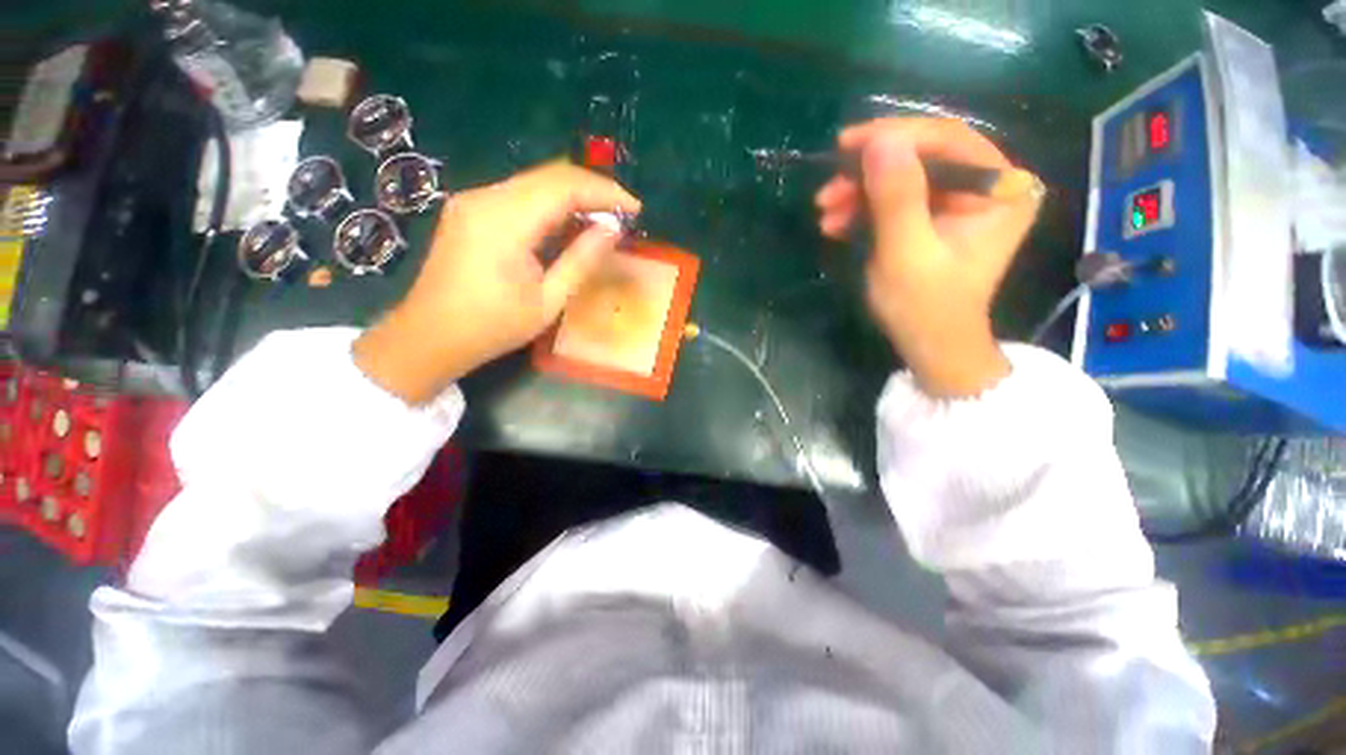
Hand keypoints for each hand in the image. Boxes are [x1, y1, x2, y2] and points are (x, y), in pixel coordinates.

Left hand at [354, 162, 640, 403]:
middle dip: (592, 190)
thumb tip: (613, 229)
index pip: (564, 186)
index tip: (635, 209)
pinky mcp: (470, 209)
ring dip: (573, 196)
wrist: (430, 336)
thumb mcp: (548, 301)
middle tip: (623, 213)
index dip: (604, 192)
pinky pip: (519, 195)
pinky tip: (568, 224)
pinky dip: (550, 205)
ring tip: (603, 219)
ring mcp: (474, 200)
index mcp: (504, 221)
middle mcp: (486, 198)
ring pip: (535, 182)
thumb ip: (582, 260)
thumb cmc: (493, 327)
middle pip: (550, 176)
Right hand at [815, 118, 1040, 397]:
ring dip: (860, 192)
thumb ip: (896, 198)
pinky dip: (867, 209)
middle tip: (827, 191)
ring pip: (906, 177)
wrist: (930, 345)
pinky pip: (901, 199)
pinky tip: (837, 223)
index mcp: (1001, 189)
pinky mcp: (941, 217)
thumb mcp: (905, 253)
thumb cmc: (923, 307)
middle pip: (924, 157)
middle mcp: (990, 186)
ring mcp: (964, 202)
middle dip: (869, 172)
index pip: (948, 141)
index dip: (895, 136)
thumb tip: (879, 141)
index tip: (846, 145)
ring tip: (825, 212)